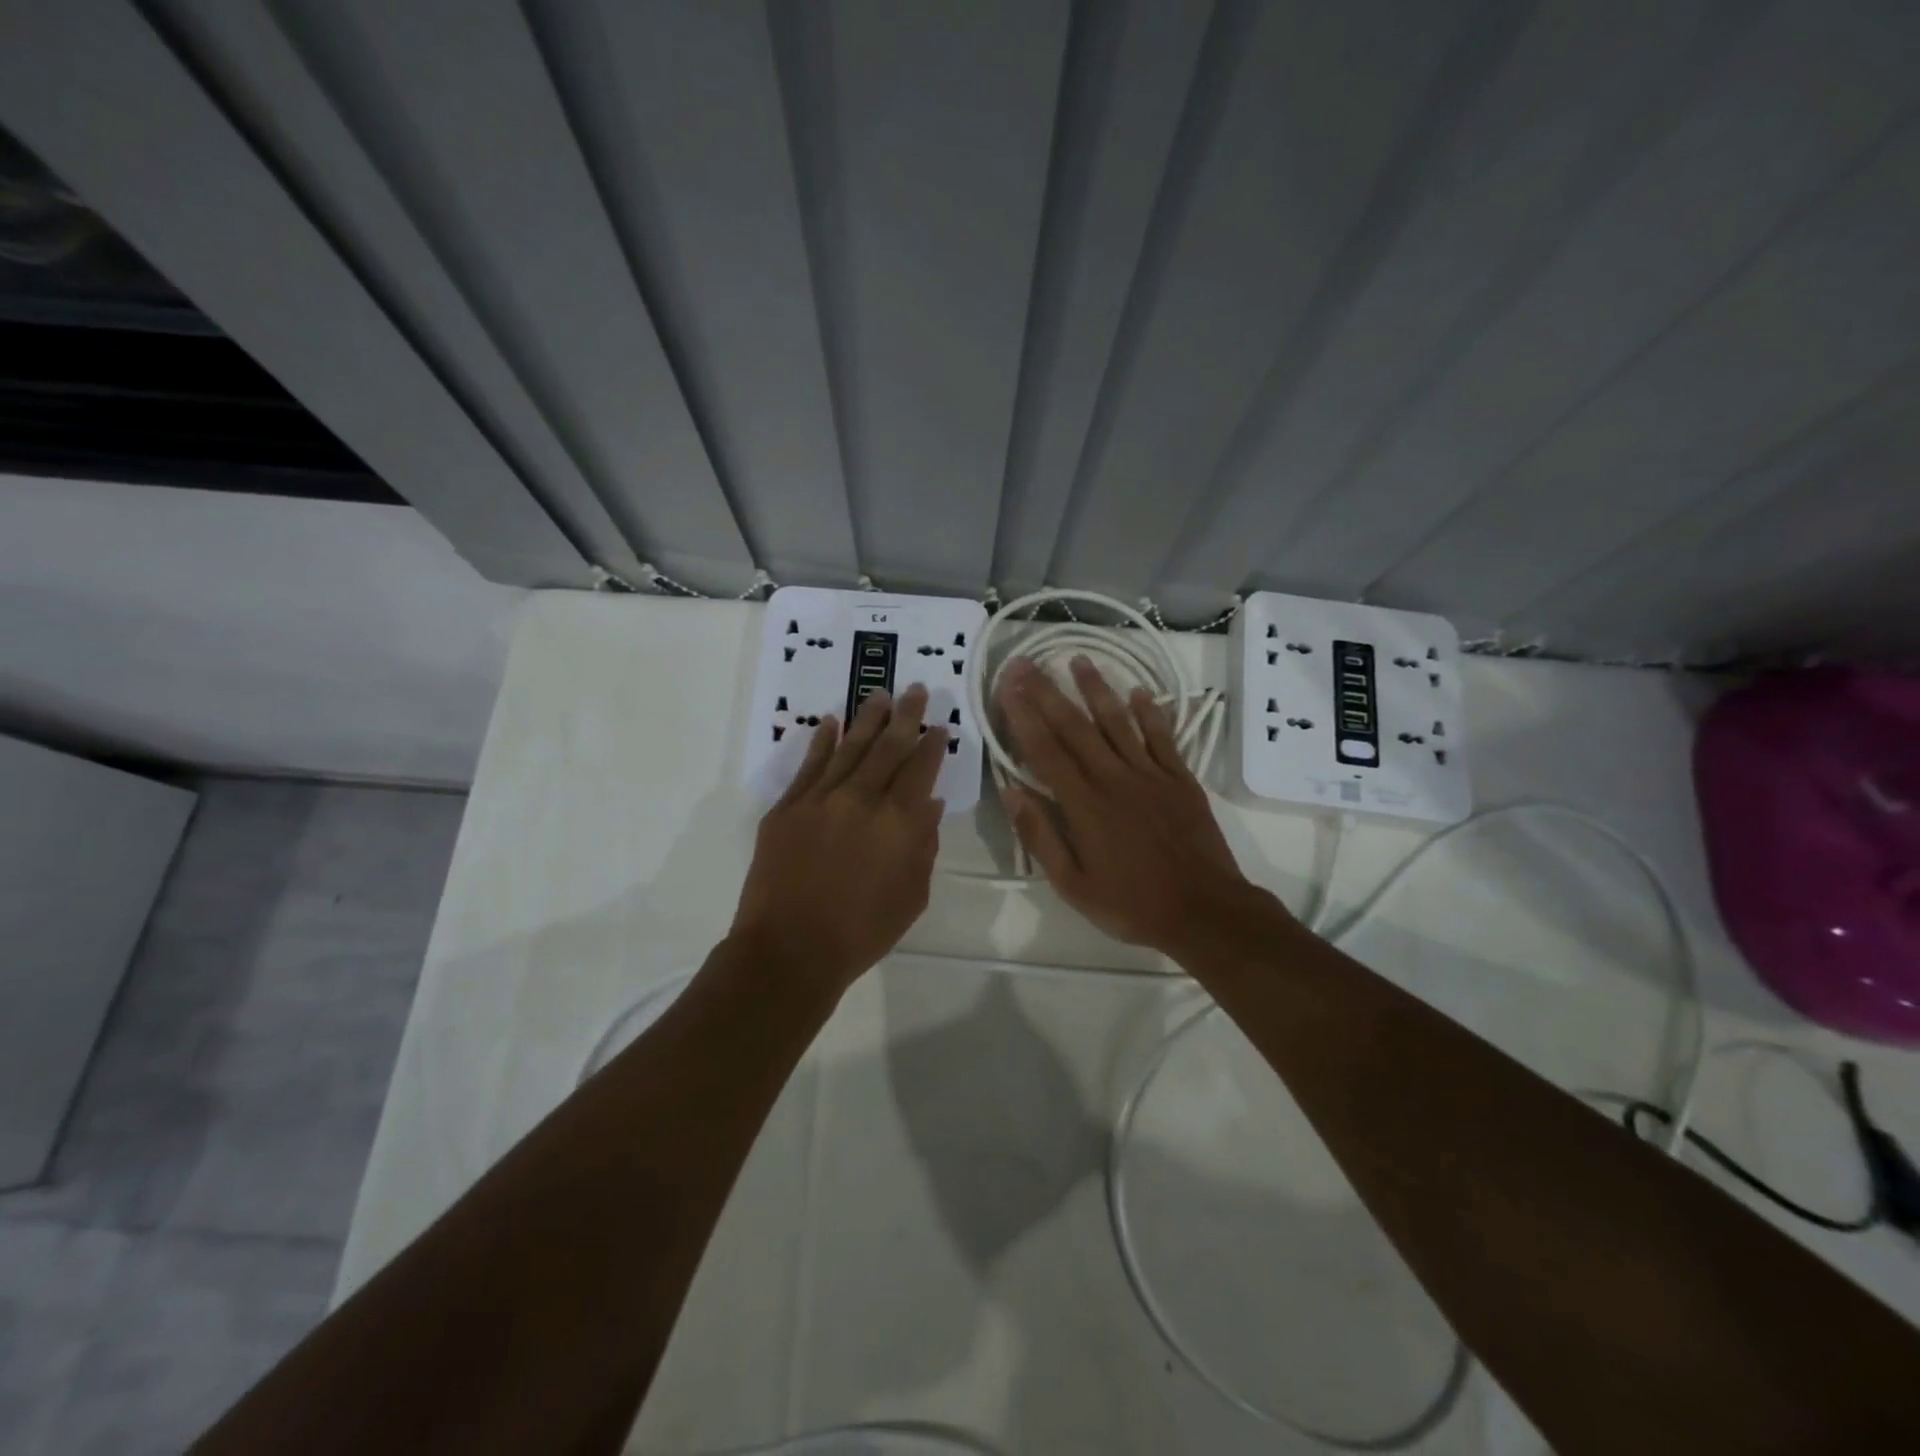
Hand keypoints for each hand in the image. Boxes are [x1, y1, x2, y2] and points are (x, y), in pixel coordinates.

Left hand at [732, 684, 948, 995]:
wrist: (789, 949)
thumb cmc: (861, 932)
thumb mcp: (912, 896)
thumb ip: (924, 846)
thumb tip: (929, 803)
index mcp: (898, 822)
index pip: (920, 769)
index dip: (932, 745)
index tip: (940, 726)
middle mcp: (862, 799)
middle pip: (888, 747)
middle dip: (906, 716)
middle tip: (917, 690)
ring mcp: (820, 799)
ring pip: (850, 747)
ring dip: (868, 718)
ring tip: (880, 694)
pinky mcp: (787, 807)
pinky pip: (809, 765)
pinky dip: (822, 741)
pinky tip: (831, 722)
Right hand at [996, 655, 1280, 958]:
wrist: (1205, 911)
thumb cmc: (1132, 905)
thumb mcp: (1072, 884)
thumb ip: (1039, 836)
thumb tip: (1010, 792)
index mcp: (1084, 805)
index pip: (1045, 750)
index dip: (1022, 715)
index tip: (1006, 685)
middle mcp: (1114, 778)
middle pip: (1075, 726)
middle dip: (1047, 691)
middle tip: (1027, 661)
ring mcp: (1151, 774)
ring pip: (1118, 721)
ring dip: (1096, 688)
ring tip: (1078, 658)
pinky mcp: (1181, 778)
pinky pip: (1162, 736)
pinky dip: (1150, 712)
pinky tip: (1138, 691)